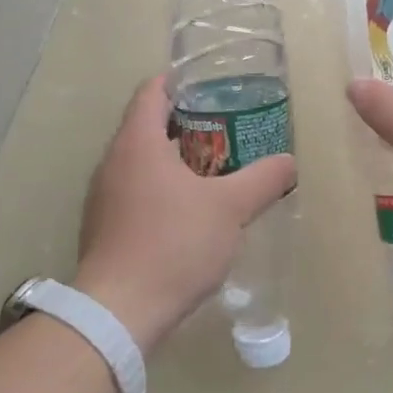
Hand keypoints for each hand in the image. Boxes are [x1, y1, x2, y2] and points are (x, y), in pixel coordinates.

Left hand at [74, 75, 295, 352]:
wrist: (120, 311)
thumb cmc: (174, 243)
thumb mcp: (231, 208)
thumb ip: (263, 180)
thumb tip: (289, 163)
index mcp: (137, 143)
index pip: (152, 91)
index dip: (180, 82)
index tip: (212, 87)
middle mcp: (112, 162)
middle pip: (147, 126)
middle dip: (187, 124)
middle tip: (227, 129)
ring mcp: (103, 197)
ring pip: (141, 163)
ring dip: (175, 160)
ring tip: (215, 170)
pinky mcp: (104, 228)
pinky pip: (135, 193)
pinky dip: (161, 190)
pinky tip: (189, 213)